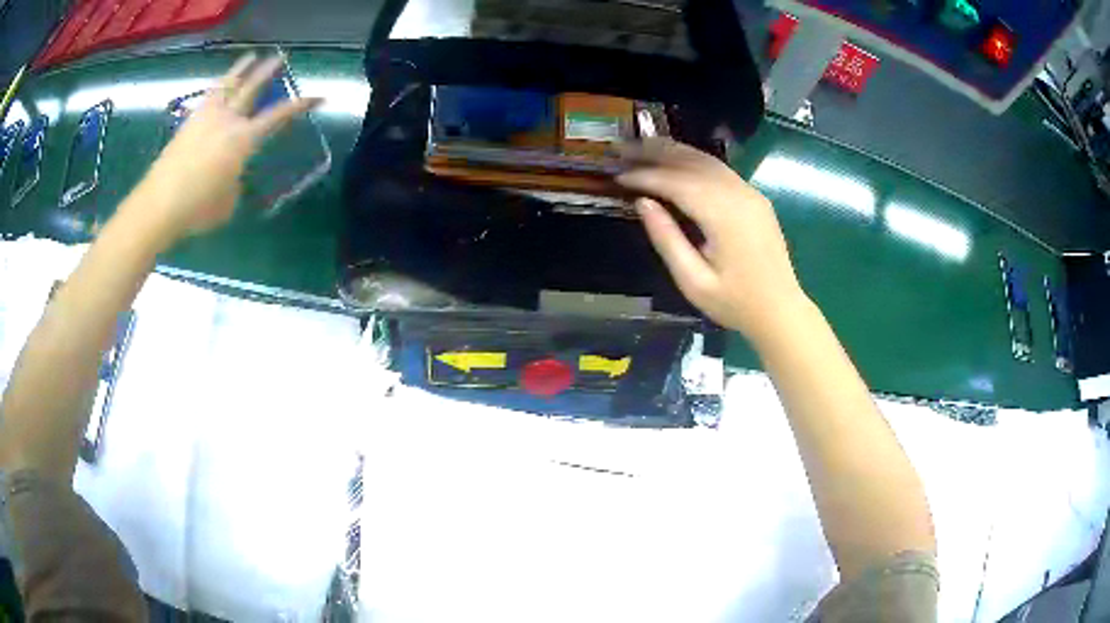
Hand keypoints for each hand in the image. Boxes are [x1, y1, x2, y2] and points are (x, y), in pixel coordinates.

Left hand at [120, 53, 321, 246]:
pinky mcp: (187, 124)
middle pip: (251, 87)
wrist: (158, 206)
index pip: (278, 116)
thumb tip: (231, 173)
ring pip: (227, 85)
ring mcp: (205, 119)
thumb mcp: (227, 202)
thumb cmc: (197, 209)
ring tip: (249, 57)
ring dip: (240, 69)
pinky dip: (218, 88)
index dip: (300, 105)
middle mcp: (227, 120)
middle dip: (268, 71)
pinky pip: (208, 98)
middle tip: (280, 57)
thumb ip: (235, 181)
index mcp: (243, 139)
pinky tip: (219, 88)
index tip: (318, 96)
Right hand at [617, 139, 806, 343]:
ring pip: (706, 160)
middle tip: (622, 148)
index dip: (645, 176)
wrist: (781, 310)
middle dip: (655, 152)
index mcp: (724, 216)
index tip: (617, 175)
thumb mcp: (693, 281)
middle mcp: (739, 194)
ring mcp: (750, 193)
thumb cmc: (735, 302)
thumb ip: (667, 239)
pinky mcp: (754, 197)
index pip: (677, 182)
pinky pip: (719, 169)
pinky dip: (692, 161)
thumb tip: (642, 202)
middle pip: (692, 161)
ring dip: (673, 151)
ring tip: (641, 148)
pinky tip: (674, 162)